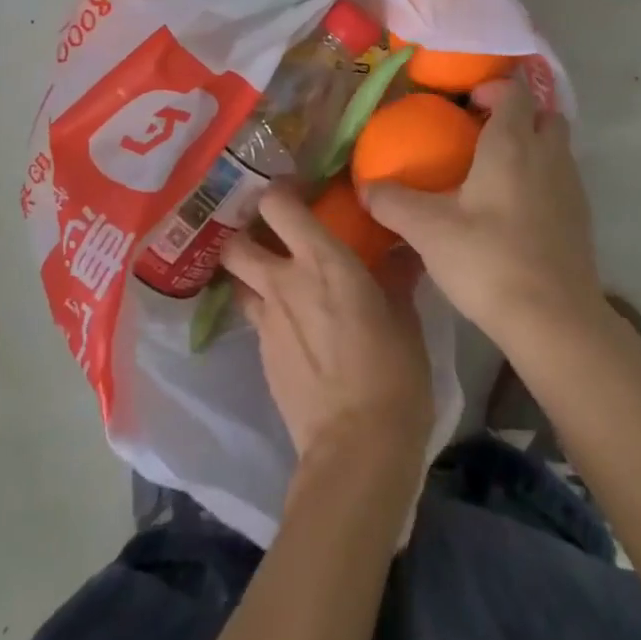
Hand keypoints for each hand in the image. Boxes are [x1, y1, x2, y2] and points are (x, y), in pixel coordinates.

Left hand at [222, 183, 433, 468]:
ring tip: (275, 277)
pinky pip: (255, 318)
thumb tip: (401, 253)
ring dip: (249, 273)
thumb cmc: (392, 371)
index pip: (277, 204)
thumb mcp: (404, 316)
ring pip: (238, 280)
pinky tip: (293, 327)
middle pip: (236, 241)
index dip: (279, 191)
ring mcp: (266, 322)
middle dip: (244, 231)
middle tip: (269, 232)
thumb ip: (395, 277)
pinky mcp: (261, 357)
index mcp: (322, 260)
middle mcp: (284, 282)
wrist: (357, 448)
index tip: (297, 191)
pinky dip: (266, 311)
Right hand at [363, 76, 606, 349]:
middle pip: (543, 113)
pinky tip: (515, 211)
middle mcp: (547, 154)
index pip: (514, 90)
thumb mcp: (429, 231)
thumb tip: (366, 187)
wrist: (555, 321)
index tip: (466, 104)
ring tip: (496, 172)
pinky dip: (543, 178)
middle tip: (483, 134)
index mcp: (512, 143)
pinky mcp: (581, 217)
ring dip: (533, 146)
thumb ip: (393, 202)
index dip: (493, 87)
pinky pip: (562, 178)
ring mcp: (571, 185)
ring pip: (556, 146)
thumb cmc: (489, 260)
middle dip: (518, 114)